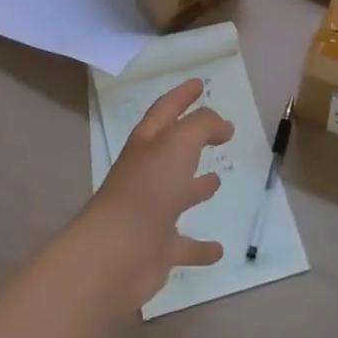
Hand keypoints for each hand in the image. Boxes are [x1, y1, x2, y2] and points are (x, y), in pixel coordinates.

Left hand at [76, 79, 228, 312]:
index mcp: (147, 144)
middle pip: (172, 150)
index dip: (182, 95)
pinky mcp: (158, 249)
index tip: (200, 83)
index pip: (166, 110)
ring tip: (217, 180)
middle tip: (220, 132)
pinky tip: (218, 249)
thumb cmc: (147, 190)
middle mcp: (147, 174)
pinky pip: (184, 245)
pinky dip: (200, 247)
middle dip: (193, 138)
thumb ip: (202, 126)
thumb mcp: (178, 143)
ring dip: (196, 187)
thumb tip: (222, 124)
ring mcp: (151, 212)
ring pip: (177, 194)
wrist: (115, 254)